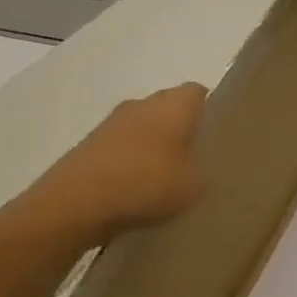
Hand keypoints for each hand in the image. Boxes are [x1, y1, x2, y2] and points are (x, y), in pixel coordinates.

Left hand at [21, 83, 207, 241]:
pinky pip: (125, 146)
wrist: (75, 204)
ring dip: (158, 145)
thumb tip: (198, 161)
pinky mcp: (91, 145)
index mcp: (172, 106)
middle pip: (170, 107)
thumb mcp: (196, 183)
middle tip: (201, 157)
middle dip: (185, 127)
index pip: (198, 92)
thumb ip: (203, 166)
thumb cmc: (146, 184)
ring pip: (146, 126)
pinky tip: (143, 187)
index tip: (220, 134)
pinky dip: (136, 160)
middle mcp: (141, 105)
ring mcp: (111, 124)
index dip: (212, 109)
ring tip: (172, 176)